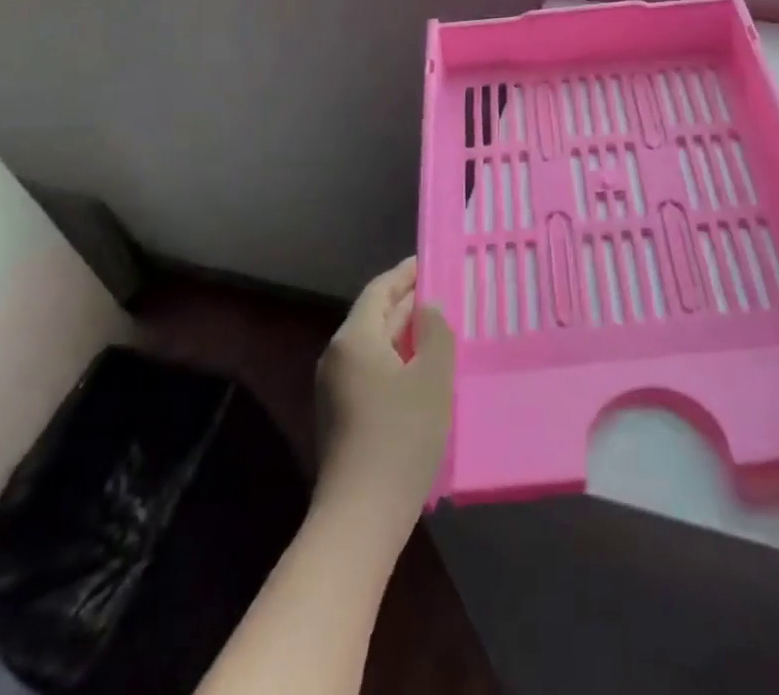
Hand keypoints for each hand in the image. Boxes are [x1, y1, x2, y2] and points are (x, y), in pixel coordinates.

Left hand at [315, 257, 454, 525]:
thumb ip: (435, 333)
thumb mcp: (432, 377)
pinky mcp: (341, 416)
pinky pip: (371, 371)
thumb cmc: (400, 436)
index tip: (431, 262)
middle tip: (444, 293)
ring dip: (404, 334)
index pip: (380, 290)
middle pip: (375, 316)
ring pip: (374, 346)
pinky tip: (422, 372)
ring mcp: (334, 388)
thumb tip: (428, 310)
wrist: (360, 517)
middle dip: (408, 303)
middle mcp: (337, 356)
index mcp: (354, 338)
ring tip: (439, 329)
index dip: (406, 273)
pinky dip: (396, 360)